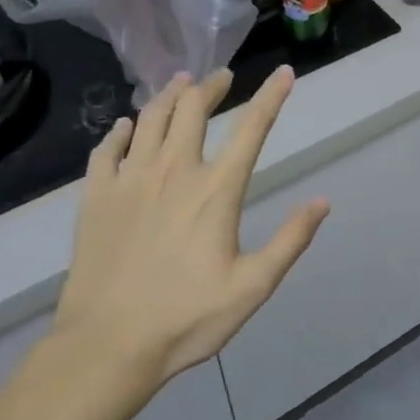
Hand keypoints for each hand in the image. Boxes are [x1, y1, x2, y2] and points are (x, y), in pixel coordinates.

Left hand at [53, 66, 328, 388]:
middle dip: (211, 86)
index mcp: (215, 190)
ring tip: (180, 84)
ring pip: (149, 118)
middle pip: (192, 109)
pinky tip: (126, 127)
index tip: (283, 73)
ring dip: (168, 95)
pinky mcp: (96, 196)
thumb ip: (290, 240)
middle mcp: (173, 171)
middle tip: (220, 77)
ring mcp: (129, 180)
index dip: (271, 96)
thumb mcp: (253, 287)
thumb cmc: (186, 319)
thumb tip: (323, 201)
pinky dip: (120, 131)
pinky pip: (107, 149)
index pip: (252, 128)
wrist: (106, 346)